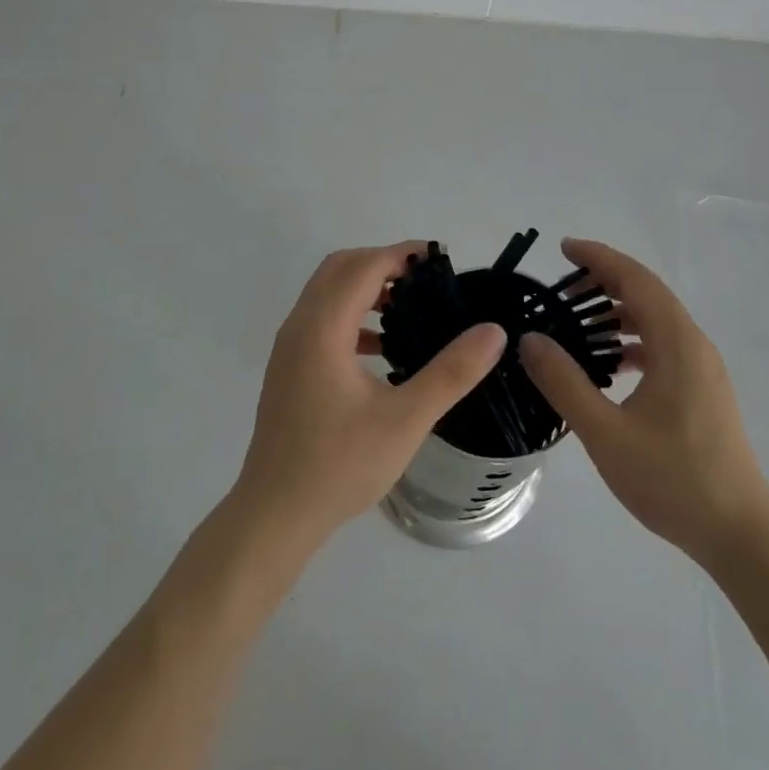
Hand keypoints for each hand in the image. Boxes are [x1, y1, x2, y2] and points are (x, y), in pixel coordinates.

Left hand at [234, 242, 506, 547]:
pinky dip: (352, 316)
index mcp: (322, 328)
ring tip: (409, 310)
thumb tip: (493, 331)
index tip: (440, 259)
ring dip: (365, 288)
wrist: (275, 515)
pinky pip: (321, 320)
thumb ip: (452, 372)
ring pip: (327, 293)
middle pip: (339, 268)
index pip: (363, 267)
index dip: (402, 254)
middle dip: (382, 264)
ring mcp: (289, 348)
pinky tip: (382, 350)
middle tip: (425, 282)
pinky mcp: (288, 369)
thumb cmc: (340, 465)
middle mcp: (299, 326)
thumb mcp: (406, 419)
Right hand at [520, 238, 768, 568]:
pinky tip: (611, 366)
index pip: (636, 280)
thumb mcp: (605, 432)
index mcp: (677, 344)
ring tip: (579, 323)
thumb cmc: (673, 479)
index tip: (564, 248)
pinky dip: (634, 341)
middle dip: (605, 281)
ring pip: (657, 321)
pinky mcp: (704, 391)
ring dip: (619, 312)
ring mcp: (703, 369)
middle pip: (648, 294)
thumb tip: (531, 339)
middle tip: (562, 285)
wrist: (739, 534)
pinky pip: (664, 346)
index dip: (599, 258)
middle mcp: (694, 345)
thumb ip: (565, 382)